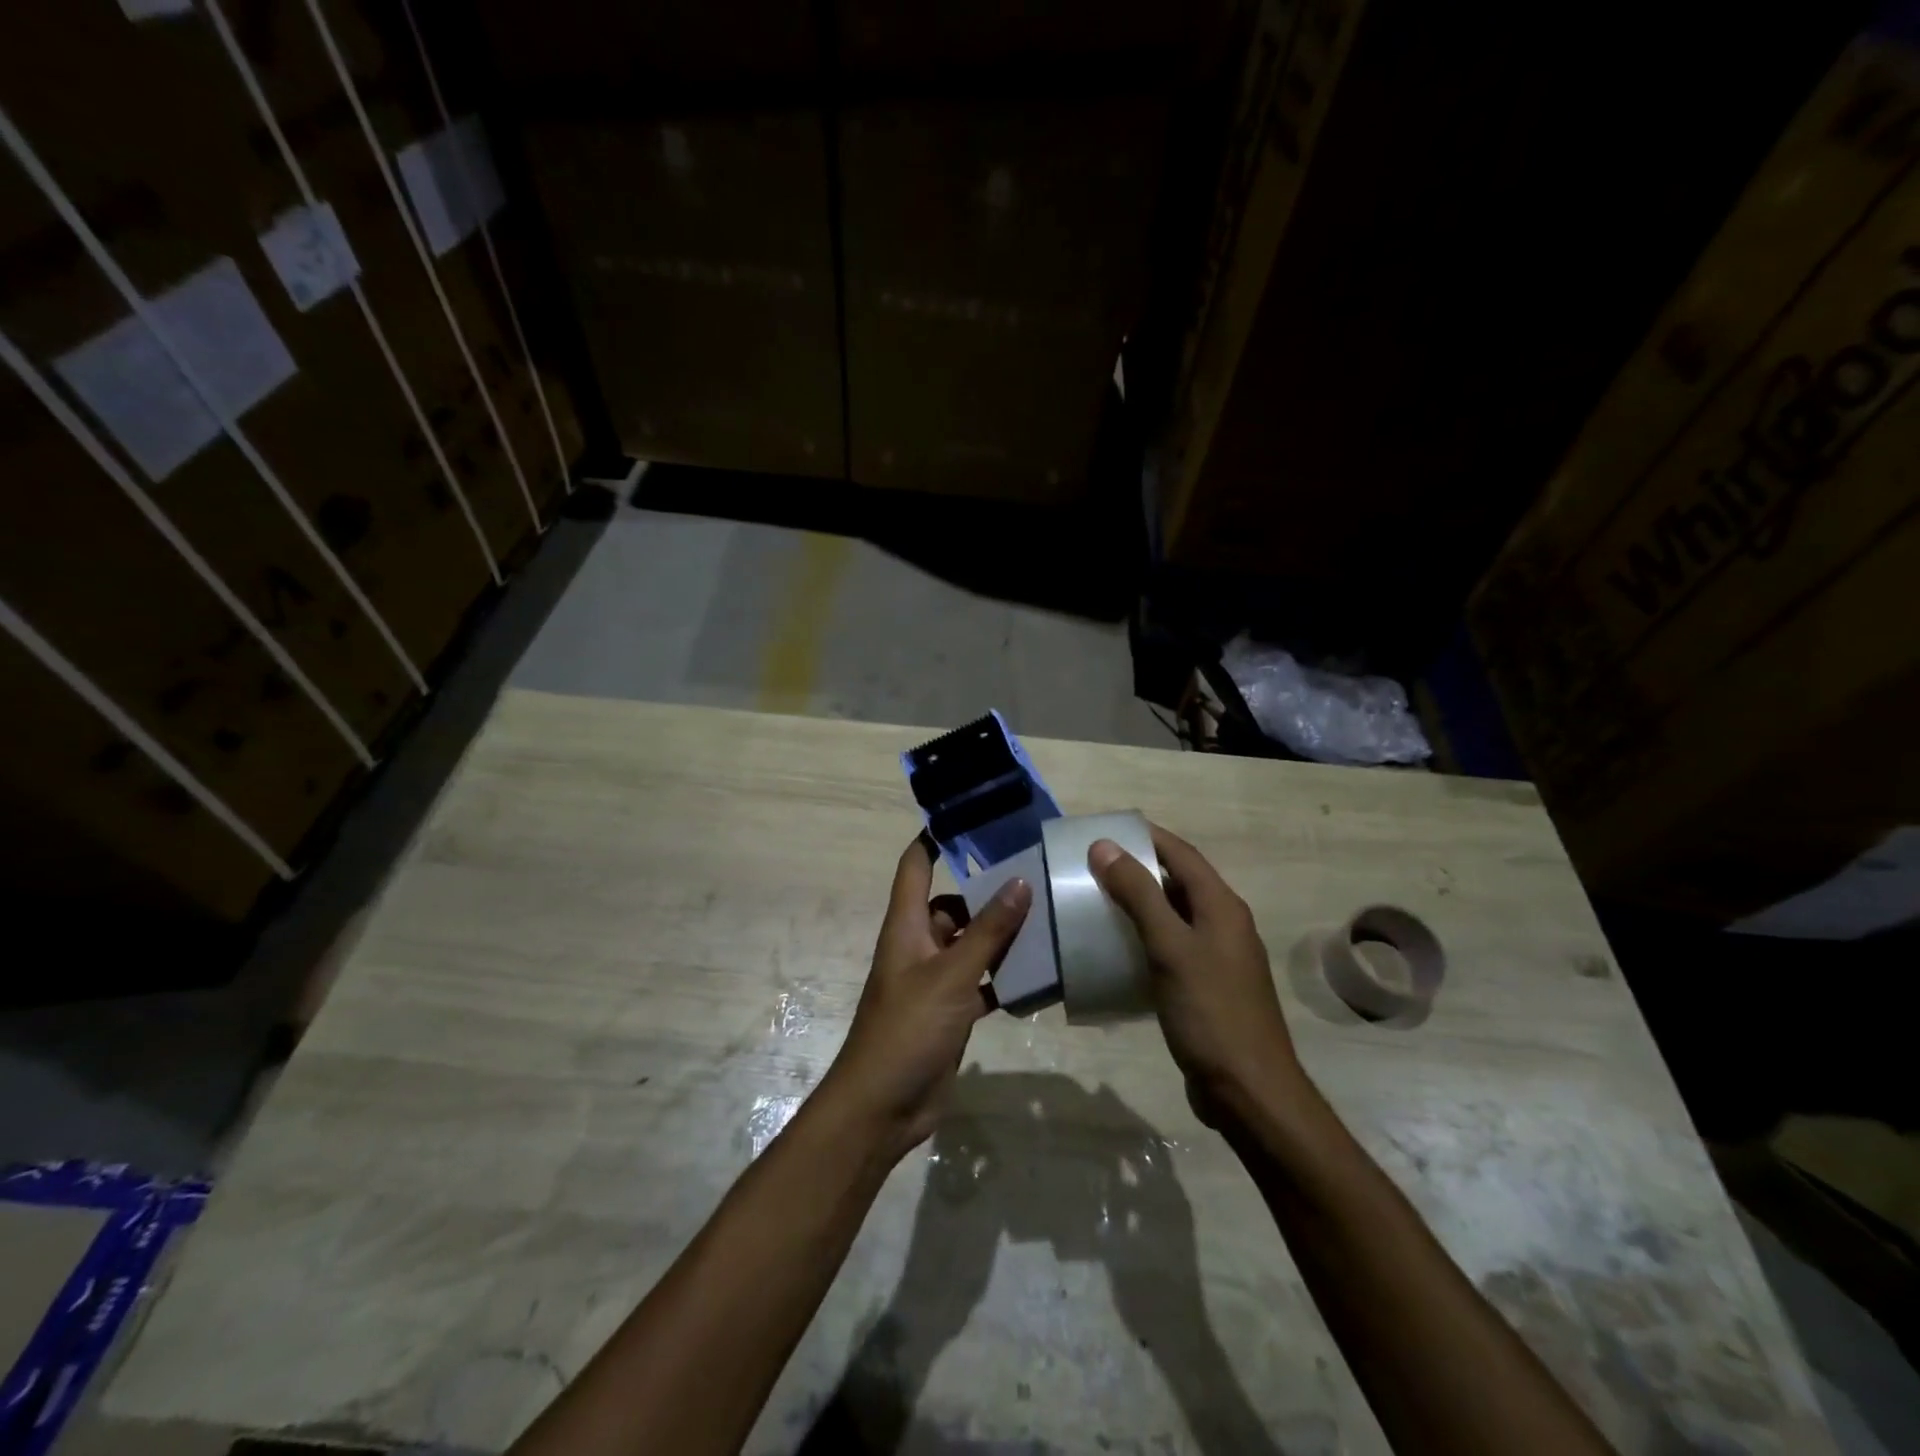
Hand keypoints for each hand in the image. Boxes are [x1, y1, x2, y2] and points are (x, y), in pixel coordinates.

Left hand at [820, 833, 1030, 1159]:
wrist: (884, 1107)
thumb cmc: (909, 1029)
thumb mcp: (952, 975)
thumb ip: (988, 930)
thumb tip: (1019, 881)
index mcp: (906, 926)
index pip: (915, 865)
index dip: (935, 838)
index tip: (971, 816)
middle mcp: (919, 945)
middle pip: (951, 904)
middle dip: (987, 891)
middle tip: (1035, 874)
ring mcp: (935, 980)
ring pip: (971, 944)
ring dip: (1001, 936)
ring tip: (1047, 918)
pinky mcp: (951, 1011)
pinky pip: (982, 981)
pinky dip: (1005, 976)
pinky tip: (1041, 974)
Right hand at [1088, 824, 1301, 1115]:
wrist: (1250, 1092)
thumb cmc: (1210, 1012)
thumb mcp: (1170, 947)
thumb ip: (1139, 894)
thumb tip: (1105, 846)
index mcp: (1222, 906)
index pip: (1181, 854)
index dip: (1145, 837)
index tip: (1104, 830)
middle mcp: (1224, 924)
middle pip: (1178, 881)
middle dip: (1137, 868)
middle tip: (1091, 866)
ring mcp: (1218, 958)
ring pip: (1174, 916)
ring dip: (1139, 904)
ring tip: (1096, 901)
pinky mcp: (1207, 987)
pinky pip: (1172, 948)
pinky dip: (1144, 939)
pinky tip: (1117, 950)